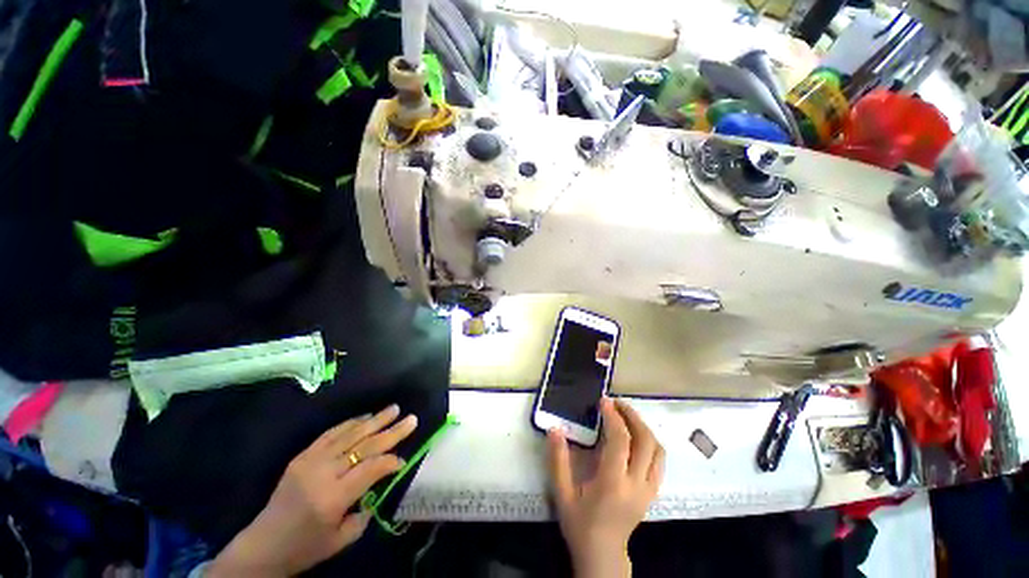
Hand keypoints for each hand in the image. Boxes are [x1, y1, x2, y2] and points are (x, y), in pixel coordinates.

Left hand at [208, 405, 417, 576]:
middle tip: (411, 418)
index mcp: (333, 498)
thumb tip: (380, 484)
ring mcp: (310, 461)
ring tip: (394, 408)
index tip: (403, 460)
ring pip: (350, 435)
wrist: (263, 546)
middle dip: (391, 432)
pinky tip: (365, 417)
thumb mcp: (342, 539)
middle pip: (364, 446)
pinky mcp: (302, 456)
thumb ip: (365, 510)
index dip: (390, 461)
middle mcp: (323, 474)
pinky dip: (350, 423)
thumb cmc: (306, 547)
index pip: (371, 469)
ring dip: (375, 420)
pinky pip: (330, 434)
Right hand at [547, 398, 664, 577]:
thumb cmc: (580, 524)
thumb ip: (558, 460)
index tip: (604, 402)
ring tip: (627, 415)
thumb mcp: (562, 493)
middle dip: (632, 416)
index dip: (614, 417)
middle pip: (645, 441)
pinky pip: (659, 462)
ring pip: (657, 450)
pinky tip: (637, 436)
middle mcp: (636, 484)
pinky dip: (651, 442)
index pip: (621, 441)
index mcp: (613, 483)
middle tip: (617, 403)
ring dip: (644, 427)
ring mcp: (648, 489)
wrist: (603, 555)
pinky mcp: (652, 493)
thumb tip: (554, 429)